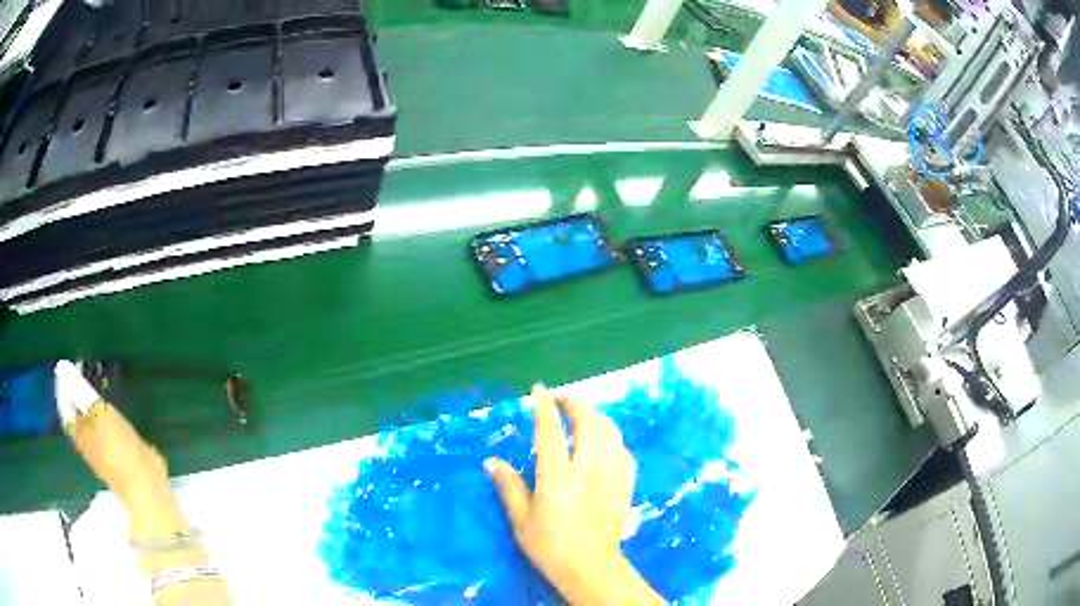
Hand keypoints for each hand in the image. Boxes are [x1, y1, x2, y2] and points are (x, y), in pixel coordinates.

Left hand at [56, 362, 185, 540]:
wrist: (145, 486)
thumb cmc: (118, 448)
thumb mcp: (98, 412)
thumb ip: (80, 390)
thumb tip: (62, 366)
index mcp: (77, 432)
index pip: (64, 403)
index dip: (65, 384)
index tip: (73, 365)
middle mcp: (85, 442)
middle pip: (77, 412)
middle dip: (79, 393)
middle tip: (88, 371)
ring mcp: (102, 452)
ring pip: (92, 421)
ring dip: (93, 404)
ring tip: (101, 386)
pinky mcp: (117, 457)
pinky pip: (106, 431)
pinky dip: (106, 418)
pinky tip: (115, 412)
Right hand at [486, 386, 662, 604]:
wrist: (590, 566)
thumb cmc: (550, 545)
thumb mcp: (521, 519)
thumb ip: (509, 486)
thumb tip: (492, 461)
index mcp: (557, 475)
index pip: (550, 430)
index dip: (544, 406)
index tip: (539, 389)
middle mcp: (588, 467)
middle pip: (588, 422)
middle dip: (576, 403)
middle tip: (562, 400)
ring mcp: (611, 474)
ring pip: (611, 432)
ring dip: (597, 417)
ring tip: (584, 416)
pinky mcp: (625, 485)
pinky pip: (624, 452)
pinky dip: (614, 440)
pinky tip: (607, 444)